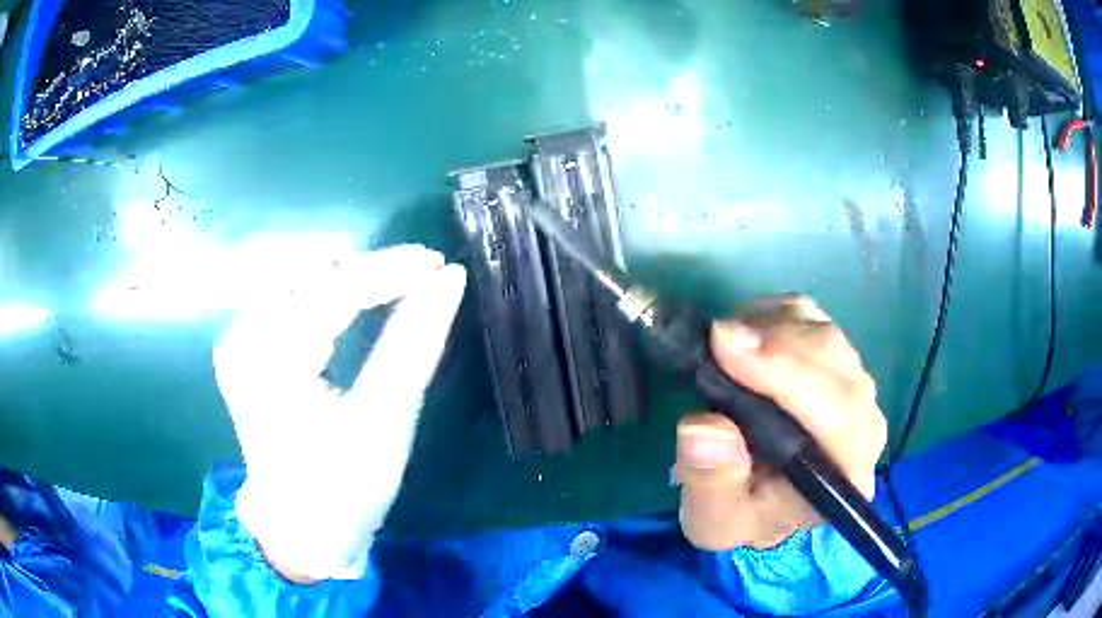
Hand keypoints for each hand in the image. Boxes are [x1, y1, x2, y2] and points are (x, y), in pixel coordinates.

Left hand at [213, 244, 465, 580]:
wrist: (301, 526)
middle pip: (304, 270)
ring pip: (290, 273)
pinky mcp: (242, 348)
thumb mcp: (386, 421)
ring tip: (385, 285)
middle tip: (413, 277)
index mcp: (271, 365)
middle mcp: (241, 341)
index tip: (435, 262)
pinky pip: (280, 293)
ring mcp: (236, 342)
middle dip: (362, 268)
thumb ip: (415, 343)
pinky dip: (319, 288)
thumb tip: (448, 279)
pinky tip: (346, 298)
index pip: (330, 290)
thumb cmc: (345, 486)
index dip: (387, 270)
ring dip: (340, 274)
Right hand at [675, 295, 886, 550]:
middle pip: (834, 361)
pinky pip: (809, 315)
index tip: (727, 350)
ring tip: (722, 350)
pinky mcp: (834, 353)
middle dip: (775, 345)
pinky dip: (770, 316)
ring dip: (768, 330)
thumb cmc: (744, 514)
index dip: (790, 375)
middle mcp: (864, 422)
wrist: (763, 499)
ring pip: (821, 331)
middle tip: (715, 339)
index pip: (840, 415)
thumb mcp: (714, 520)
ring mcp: (852, 381)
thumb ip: (711, 484)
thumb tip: (706, 428)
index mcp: (847, 472)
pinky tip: (743, 340)